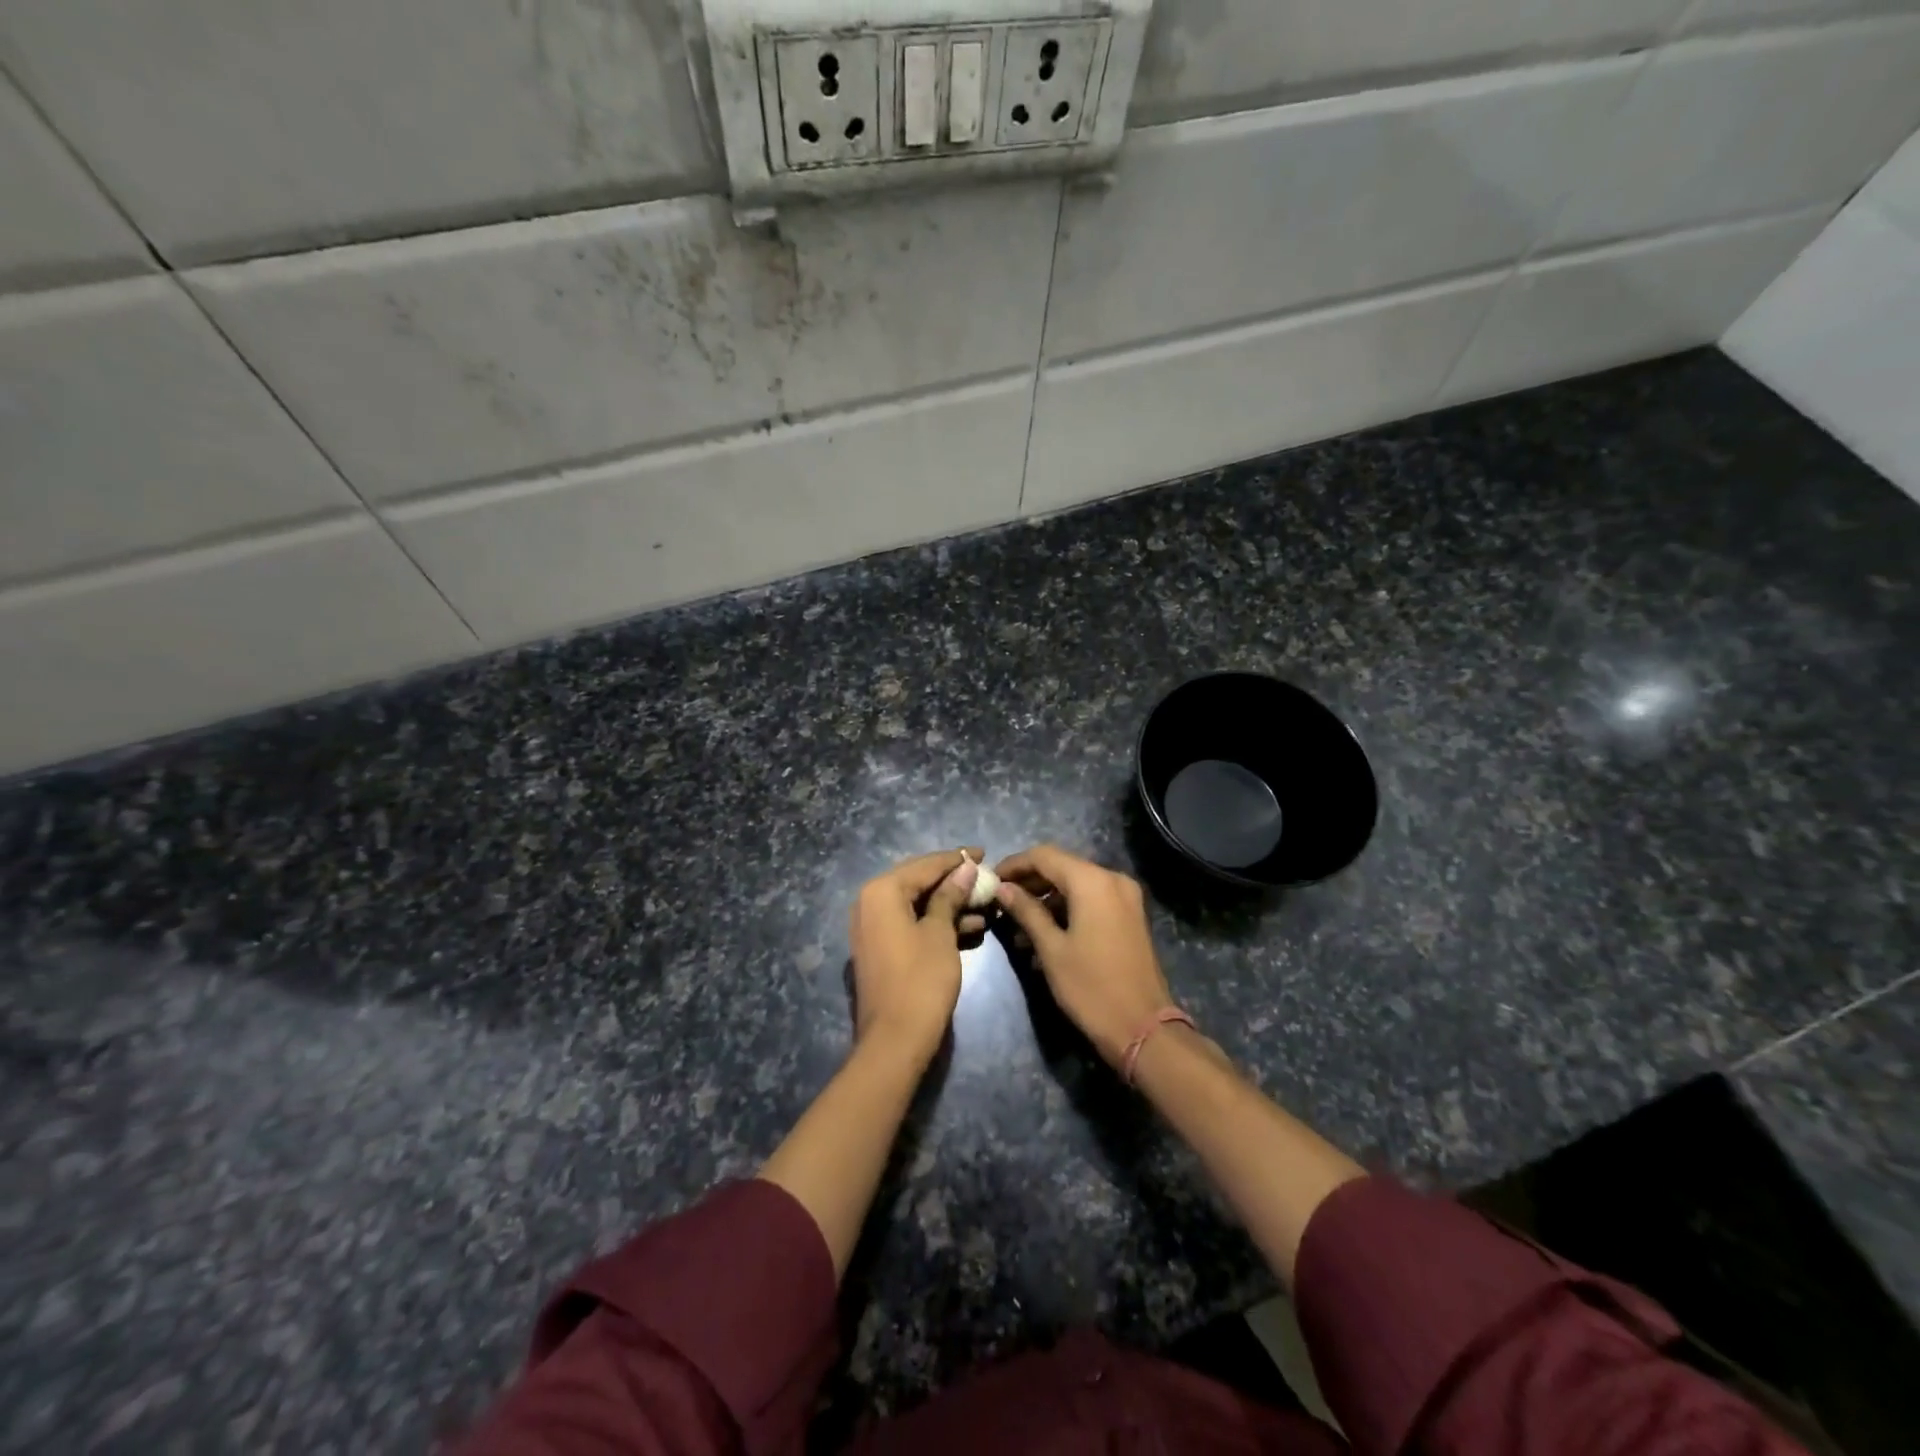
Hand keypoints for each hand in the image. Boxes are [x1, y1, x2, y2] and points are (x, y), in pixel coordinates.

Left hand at [848, 848, 982, 1061]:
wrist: (895, 1040)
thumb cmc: (921, 980)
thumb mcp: (940, 933)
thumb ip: (950, 896)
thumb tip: (965, 867)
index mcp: (881, 891)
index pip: (925, 865)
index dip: (956, 859)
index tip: (985, 853)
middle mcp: (869, 903)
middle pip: (918, 881)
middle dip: (953, 880)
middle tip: (985, 876)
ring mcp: (871, 927)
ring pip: (916, 904)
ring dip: (949, 903)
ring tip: (985, 904)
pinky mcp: (879, 948)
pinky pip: (910, 923)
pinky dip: (936, 922)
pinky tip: (970, 927)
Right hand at [993, 845, 1175, 1067]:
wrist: (1143, 1029)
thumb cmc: (1091, 987)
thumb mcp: (1051, 949)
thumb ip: (1026, 911)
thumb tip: (1003, 888)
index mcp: (1092, 881)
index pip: (1044, 856)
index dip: (1014, 865)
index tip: (990, 880)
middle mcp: (1112, 879)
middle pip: (1062, 867)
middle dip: (1029, 882)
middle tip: (1000, 901)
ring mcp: (1126, 897)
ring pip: (1076, 885)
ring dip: (1047, 899)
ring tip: (1017, 926)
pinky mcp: (1130, 916)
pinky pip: (1092, 900)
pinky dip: (1067, 909)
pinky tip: (1044, 934)